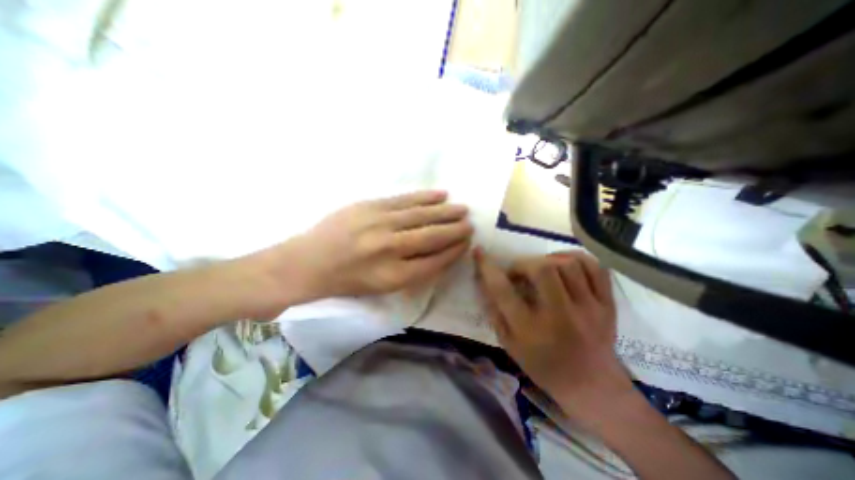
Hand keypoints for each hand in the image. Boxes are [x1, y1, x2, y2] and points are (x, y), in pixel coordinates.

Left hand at [265, 191, 470, 304]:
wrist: (308, 262)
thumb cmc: (347, 281)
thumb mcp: (382, 287)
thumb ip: (413, 272)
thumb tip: (439, 255)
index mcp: (394, 276)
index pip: (435, 262)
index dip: (453, 252)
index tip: (466, 244)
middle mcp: (391, 249)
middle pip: (432, 237)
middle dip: (455, 231)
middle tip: (470, 225)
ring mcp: (380, 223)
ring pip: (422, 216)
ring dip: (445, 212)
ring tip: (462, 209)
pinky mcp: (371, 206)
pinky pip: (405, 200)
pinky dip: (425, 197)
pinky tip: (441, 195)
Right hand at [474, 252, 633, 419]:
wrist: (592, 386)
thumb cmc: (543, 366)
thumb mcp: (509, 345)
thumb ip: (495, 311)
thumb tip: (484, 280)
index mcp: (531, 330)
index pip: (502, 290)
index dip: (487, 267)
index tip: (479, 252)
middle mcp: (560, 317)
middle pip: (542, 269)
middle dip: (523, 263)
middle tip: (519, 272)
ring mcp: (590, 309)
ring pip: (568, 264)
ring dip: (548, 260)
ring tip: (541, 268)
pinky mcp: (607, 304)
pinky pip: (595, 268)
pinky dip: (575, 258)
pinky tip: (564, 264)